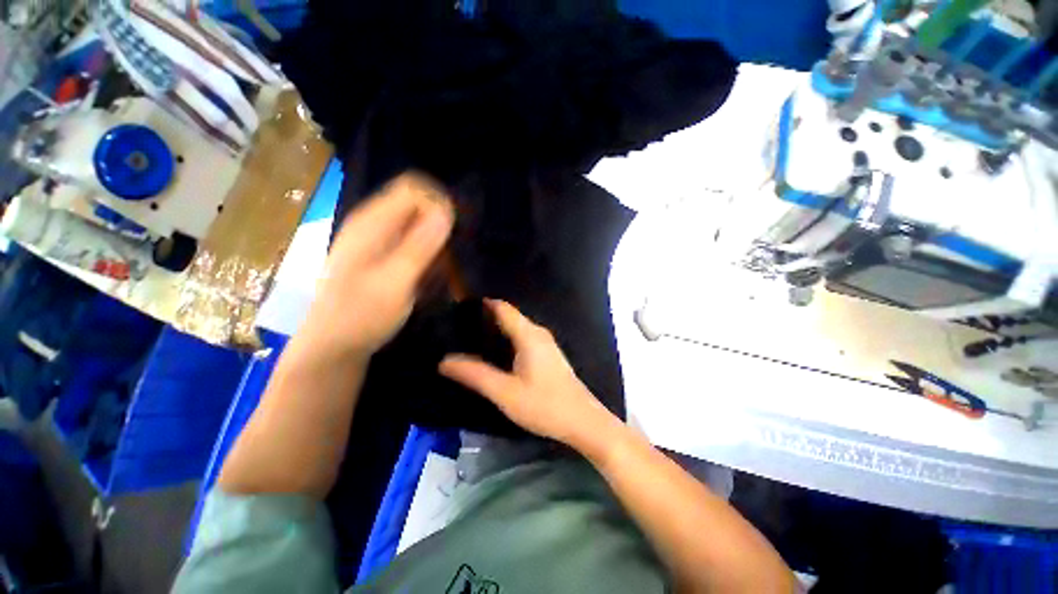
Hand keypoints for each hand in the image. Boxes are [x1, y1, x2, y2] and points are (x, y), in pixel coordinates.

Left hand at [301, 173, 453, 360]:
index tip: (455, 232)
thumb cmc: (362, 314)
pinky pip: (415, 246)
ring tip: (445, 274)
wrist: (335, 345)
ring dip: (437, 246)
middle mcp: (375, 225)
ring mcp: (379, 242)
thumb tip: (447, 211)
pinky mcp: (384, 258)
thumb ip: (420, 246)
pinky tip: (431, 279)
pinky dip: (429, 257)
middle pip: (417, 206)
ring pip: (419, 227)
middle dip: (441, 227)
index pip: (412, 188)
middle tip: (453, 258)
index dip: (438, 204)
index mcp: (372, 222)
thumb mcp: (395, 281)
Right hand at [439, 299, 615, 446]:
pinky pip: (523, 339)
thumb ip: (475, 374)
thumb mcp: (505, 392)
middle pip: (508, 316)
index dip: (481, 304)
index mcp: (528, 334)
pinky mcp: (548, 355)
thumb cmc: (544, 405)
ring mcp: (546, 343)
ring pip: (516, 328)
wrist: (583, 422)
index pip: (502, 307)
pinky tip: (495, 355)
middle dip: (485, 319)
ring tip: (471, 340)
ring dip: (496, 331)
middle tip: (458, 329)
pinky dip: (507, 341)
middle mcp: (538, 332)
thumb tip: (444, 360)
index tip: (458, 309)